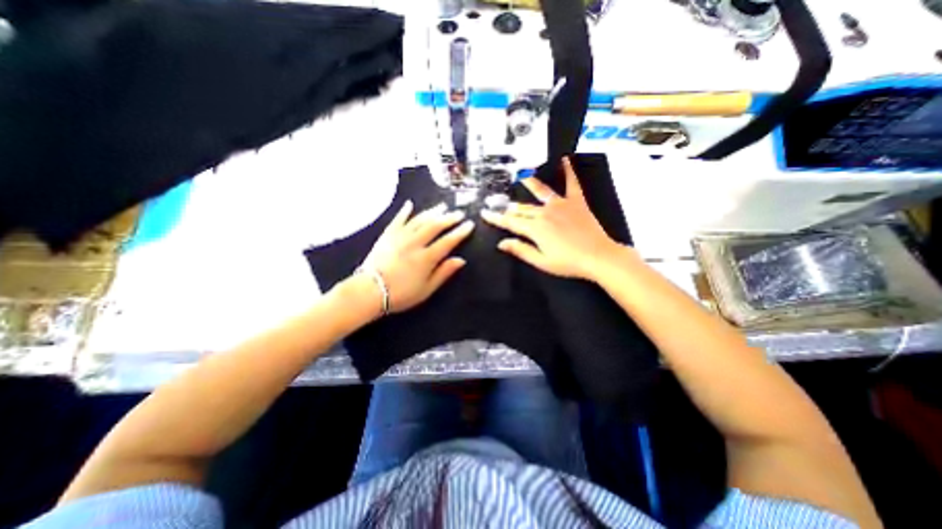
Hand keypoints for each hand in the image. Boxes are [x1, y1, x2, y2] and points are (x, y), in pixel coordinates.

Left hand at [361, 199, 479, 312]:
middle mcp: (415, 243)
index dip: (460, 232)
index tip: (470, 224)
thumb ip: (444, 273)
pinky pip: (397, 220)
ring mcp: (400, 237)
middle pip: (435, 226)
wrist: (369, 291)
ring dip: (432, 212)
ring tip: (442, 206)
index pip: (448, 241)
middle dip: (449, 218)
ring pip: (419, 220)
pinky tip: (409, 204)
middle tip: (459, 213)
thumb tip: (461, 260)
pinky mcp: (387, 235)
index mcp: (426, 258)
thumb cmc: (400, 294)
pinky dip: (404, 211)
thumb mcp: (426, 289)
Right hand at [486, 156, 622, 279]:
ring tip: (521, 175)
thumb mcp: (541, 261)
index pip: (510, 222)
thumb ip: (520, 250)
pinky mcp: (576, 202)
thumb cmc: (568, 262)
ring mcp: (560, 204)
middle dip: (509, 207)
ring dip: (529, 183)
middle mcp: (544, 213)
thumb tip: (502, 243)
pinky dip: (568, 171)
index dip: (496, 218)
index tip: (484, 213)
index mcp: (535, 229)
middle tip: (499, 204)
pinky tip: (565, 160)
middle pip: (522, 209)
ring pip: (540, 192)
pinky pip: (571, 183)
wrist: (598, 257)